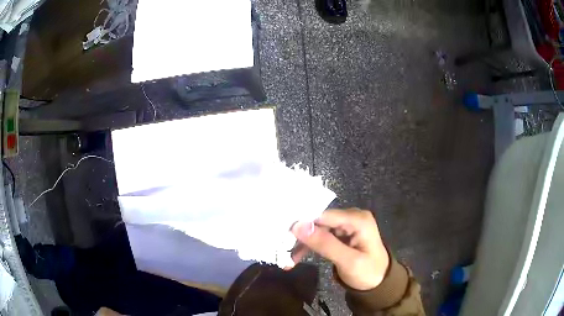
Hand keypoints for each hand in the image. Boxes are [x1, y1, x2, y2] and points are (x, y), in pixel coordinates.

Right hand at [290, 209, 389, 290]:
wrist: (379, 284)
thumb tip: (298, 225)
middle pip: (319, 221)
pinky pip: (321, 237)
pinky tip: (296, 258)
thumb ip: (325, 244)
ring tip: (287, 260)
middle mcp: (352, 217)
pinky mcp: (342, 234)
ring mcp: (346, 225)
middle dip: (300, 236)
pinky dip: (310, 247)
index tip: (282, 233)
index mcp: (358, 219)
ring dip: (302, 244)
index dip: (303, 223)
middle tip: (281, 248)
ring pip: (317, 230)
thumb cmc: (368, 273)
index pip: (324, 215)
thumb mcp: (348, 261)